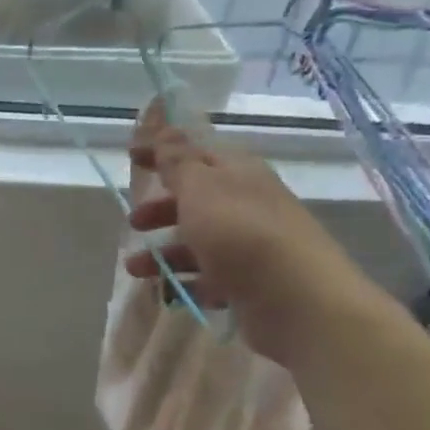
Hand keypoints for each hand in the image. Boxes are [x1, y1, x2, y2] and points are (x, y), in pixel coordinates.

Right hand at [123, 102, 386, 367]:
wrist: (298, 302)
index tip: (131, 156)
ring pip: (199, 243)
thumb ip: (178, 161)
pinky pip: (211, 278)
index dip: (163, 153)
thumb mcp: (201, 189)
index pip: (196, 154)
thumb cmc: (241, 234)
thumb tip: (164, 127)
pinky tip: (168, 292)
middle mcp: (248, 205)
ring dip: (164, 253)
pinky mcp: (251, 284)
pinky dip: (187, 282)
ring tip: (136, 270)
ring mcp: (252, 247)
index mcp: (239, 174)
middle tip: (134, 223)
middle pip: (197, 201)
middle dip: (161, 210)